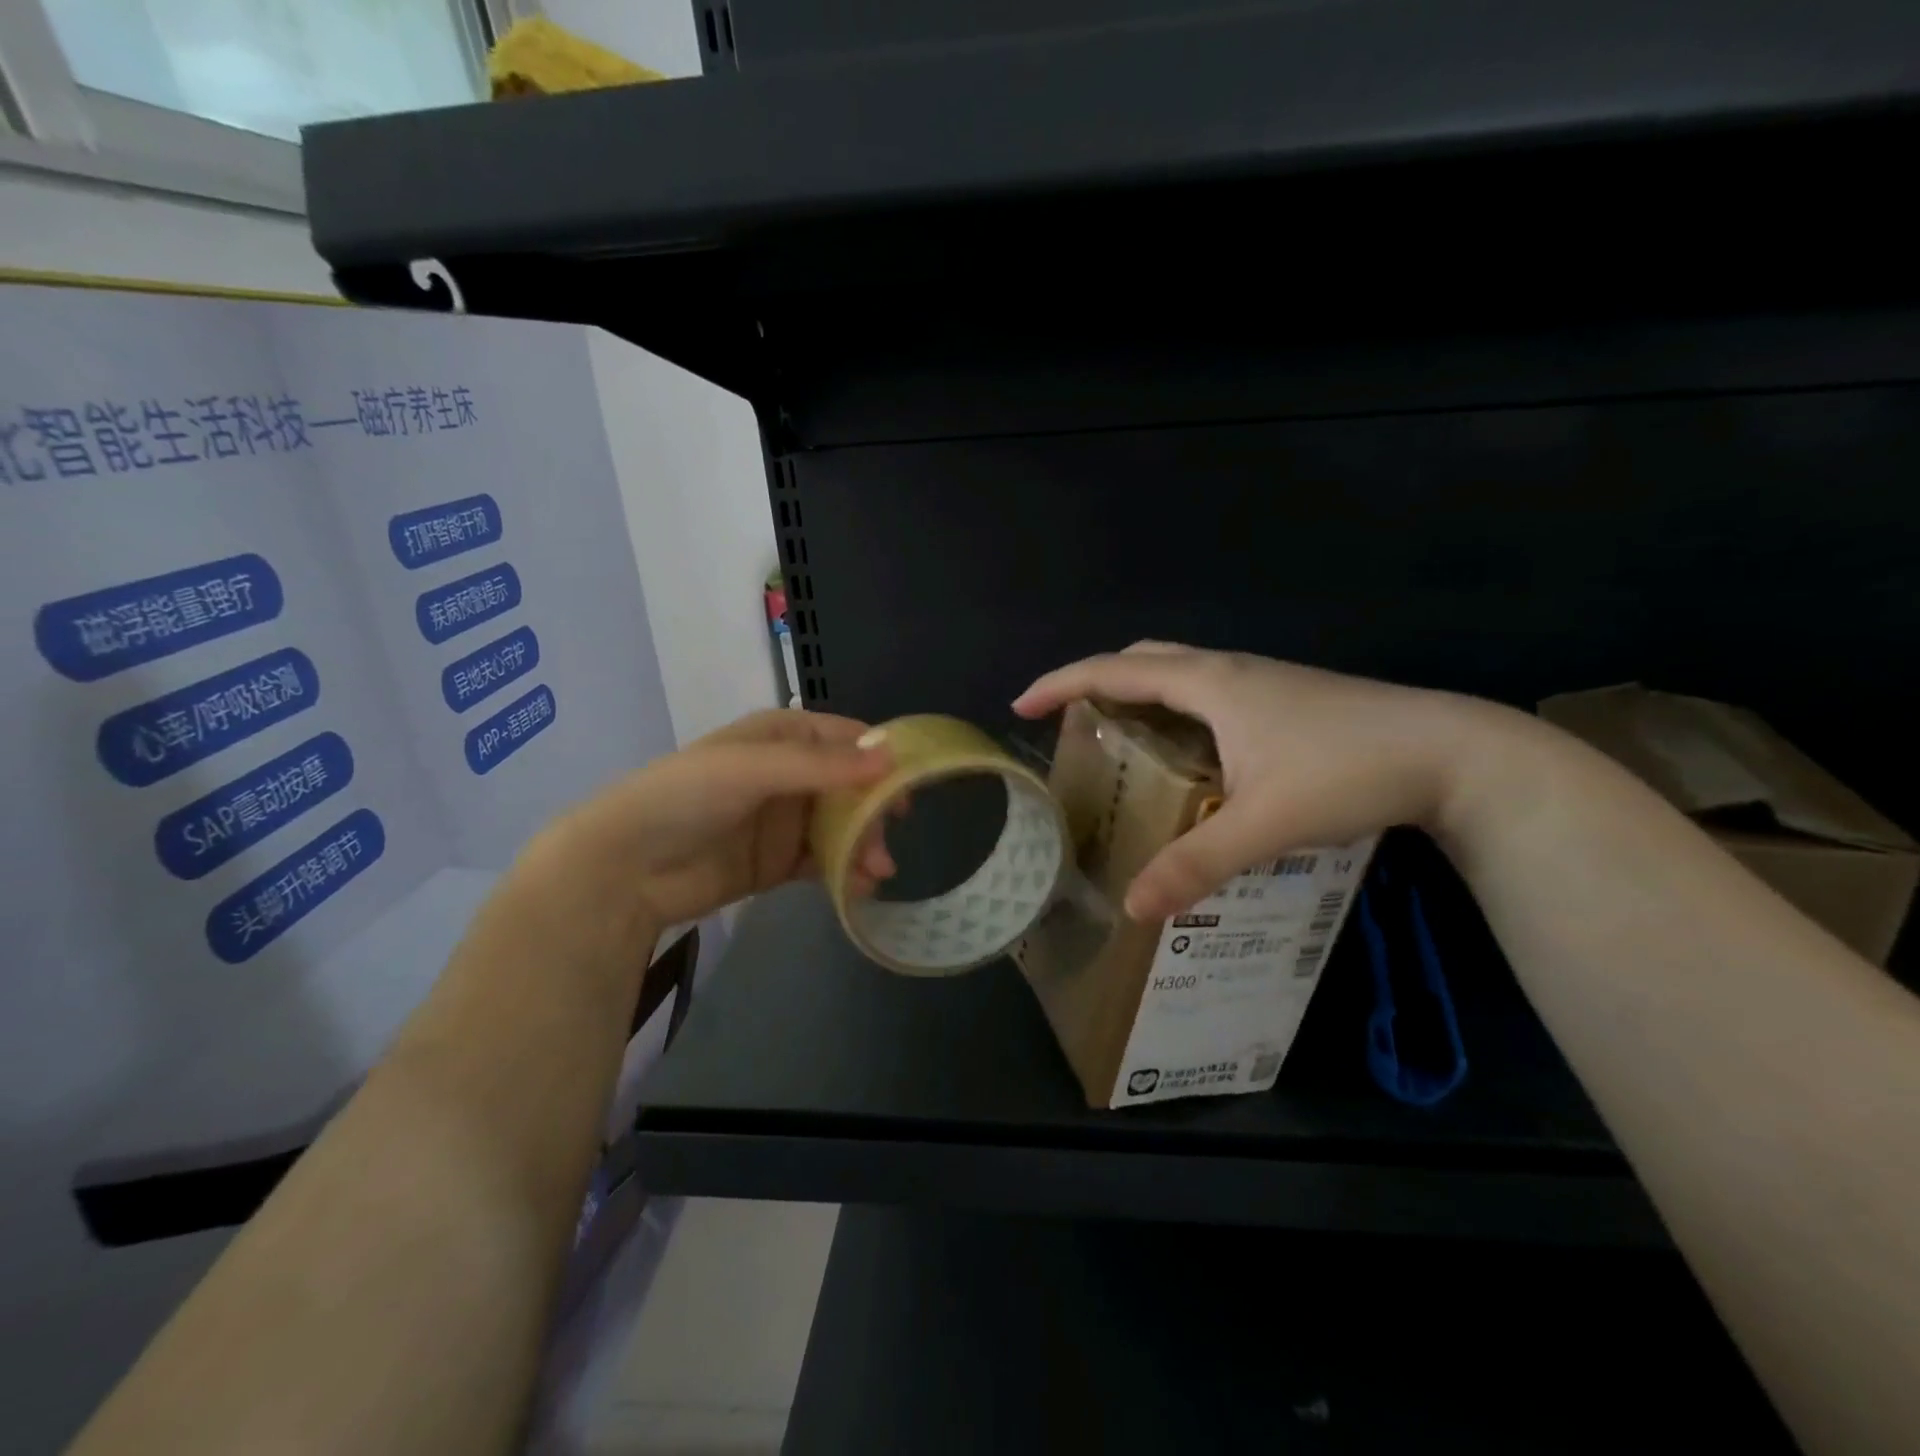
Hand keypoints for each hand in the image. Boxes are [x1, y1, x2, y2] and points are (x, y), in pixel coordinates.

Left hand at [522, 709, 898, 937]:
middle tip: (887, 841)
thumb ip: (822, 766)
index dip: (880, 758)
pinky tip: (858, 887)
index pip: (846, 738)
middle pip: (850, 787)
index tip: (912, 782)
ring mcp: (783, 821)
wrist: (623, 869)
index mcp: (782, 736)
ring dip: (863, 845)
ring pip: (841, 827)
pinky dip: (843, 872)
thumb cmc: (686, 797)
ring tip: (877, 872)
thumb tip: (891, 758)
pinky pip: (822, 862)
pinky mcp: (776, 863)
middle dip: (874, 811)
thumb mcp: (753, 769)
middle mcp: (788, 774)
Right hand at [1014, 643, 1508, 920]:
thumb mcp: (1265, 823)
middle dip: (1097, 681)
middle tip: (1069, 720)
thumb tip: (1132, 908)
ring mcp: (1263, 681)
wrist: (1456, 752)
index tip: (1021, 704)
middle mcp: (1230, 671)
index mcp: (1211, 684)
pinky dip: (1175, 706)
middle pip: (1144, 659)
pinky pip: (1208, 690)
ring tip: (1119, 736)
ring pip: (1181, 671)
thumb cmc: (1350, 771)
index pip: (1115, 671)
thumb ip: (1196, 864)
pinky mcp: (1287, 699)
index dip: (1062, 683)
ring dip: (1139, 691)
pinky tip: (1189, 752)